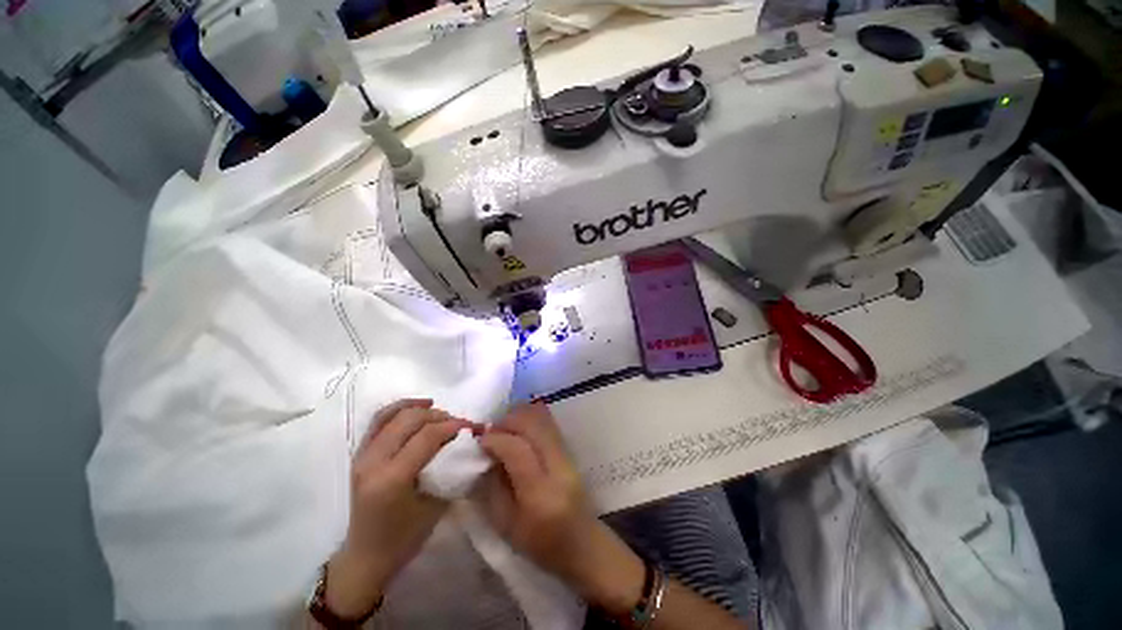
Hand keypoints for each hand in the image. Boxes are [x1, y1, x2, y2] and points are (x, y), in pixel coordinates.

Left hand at [324, 399, 469, 618]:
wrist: (366, 555)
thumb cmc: (405, 538)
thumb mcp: (436, 505)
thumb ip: (449, 469)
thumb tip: (465, 442)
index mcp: (391, 479)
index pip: (426, 437)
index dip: (451, 425)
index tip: (470, 425)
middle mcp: (372, 462)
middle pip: (410, 419)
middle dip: (439, 416)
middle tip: (457, 423)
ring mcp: (362, 456)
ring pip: (393, 414)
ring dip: (420, 408)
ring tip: (439, 412)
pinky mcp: (359, 454)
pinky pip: (379, 420)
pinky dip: (399, 408)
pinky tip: (417, 408)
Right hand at [477, 402, 646, 614]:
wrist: (583, 544)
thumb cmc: (542, 545)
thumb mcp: (507, 526)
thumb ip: (493, 487)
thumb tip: (485, 455)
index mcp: (540, 492)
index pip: (517, 449)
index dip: (495, 439)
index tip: (479, 441)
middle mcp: (557, 466)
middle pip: (533, 424)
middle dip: (507, 422)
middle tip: (491, 432)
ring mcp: (567, 454)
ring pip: (542, 418)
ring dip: (519, 418)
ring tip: (504, 430)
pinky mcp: (570, 450)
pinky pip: (548, 423)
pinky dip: (530, 420)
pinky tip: (519, 431)